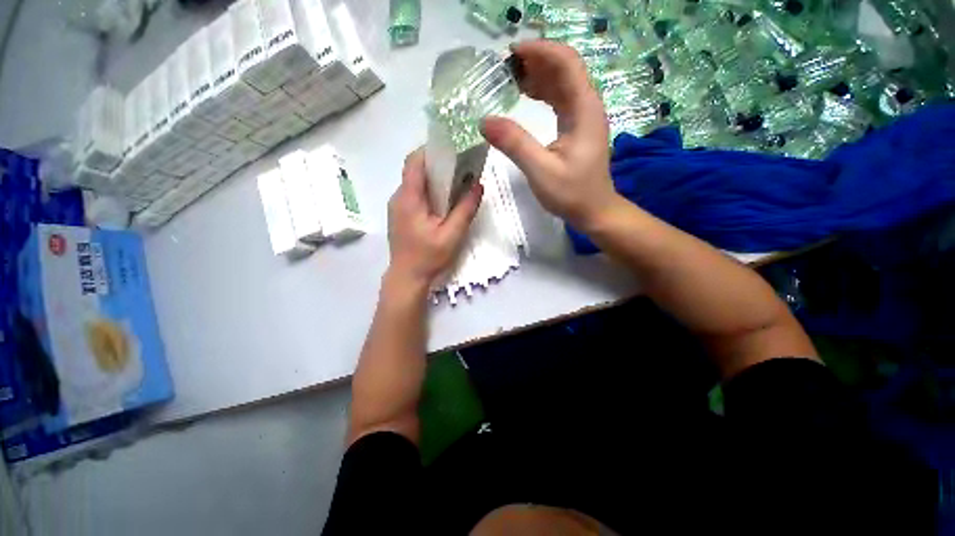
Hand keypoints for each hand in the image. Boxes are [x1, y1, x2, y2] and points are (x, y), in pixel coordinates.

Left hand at [387, 148, 482, 287]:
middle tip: (460, 166)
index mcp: (409, 198)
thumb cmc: (428, 257)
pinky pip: (414, 194)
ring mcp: (397, 206)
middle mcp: (399, 197)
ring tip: (456, 182)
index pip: (415, 162)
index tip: (453, 150)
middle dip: (437, 163)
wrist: (407, 277)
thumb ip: (465, 209)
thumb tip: (478, 184)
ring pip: (415, 182)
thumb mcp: (452, 235)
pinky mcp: (400, 214)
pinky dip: (429, 191)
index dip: (432, 150)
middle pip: (415, 170)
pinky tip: (443, 201)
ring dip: (434, 178)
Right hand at [482, 40, 618, 228]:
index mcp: (584, 109)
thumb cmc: (571, 193)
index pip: (567, 63)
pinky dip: (542, 93)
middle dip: (535, 61)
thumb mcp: (540, 171)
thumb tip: (484, 121)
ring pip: (562, 83)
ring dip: (538, 76)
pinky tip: (525, 95)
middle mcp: (587, 106)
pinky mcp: (577, 127)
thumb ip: (515, 144)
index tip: (512, 52)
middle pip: (564, 69)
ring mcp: (583, 116)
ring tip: (510, 78)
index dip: (541, 51)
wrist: (593, 211)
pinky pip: (560, 100)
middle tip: (505, 67)